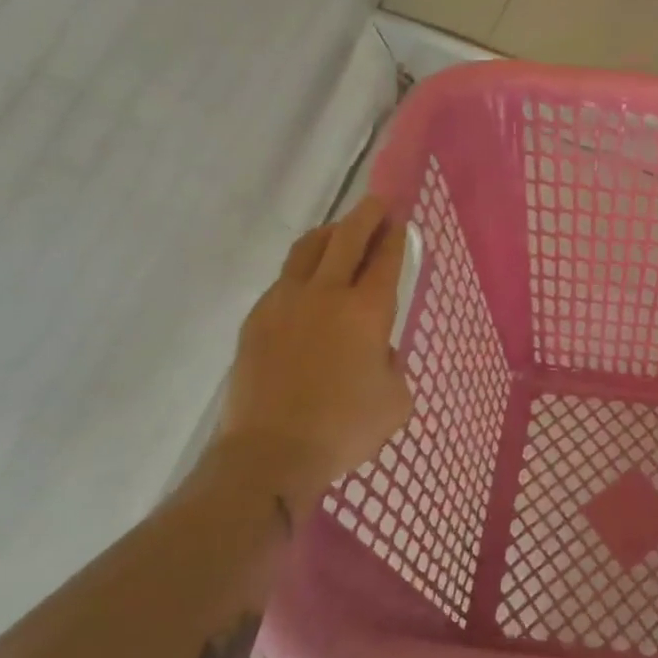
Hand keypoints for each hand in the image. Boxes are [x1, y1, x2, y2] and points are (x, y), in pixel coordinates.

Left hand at [217, 196, 412, 511]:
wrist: (269, 454)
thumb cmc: (343, 429)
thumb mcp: (395, 401)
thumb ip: (392, 364)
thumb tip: (375, 352)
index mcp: (367, 310)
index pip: (385, 257)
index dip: (395, 234)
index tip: (400, 218)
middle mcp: (327, 293)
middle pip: (347, 236)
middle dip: (366, 215)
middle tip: (377, 204)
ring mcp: (286, 301)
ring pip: (308, 248)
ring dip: (330, 233)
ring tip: (340, 234)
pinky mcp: (257, 318)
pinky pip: (284, 278)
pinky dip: (303, 269)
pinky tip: (307, 285)